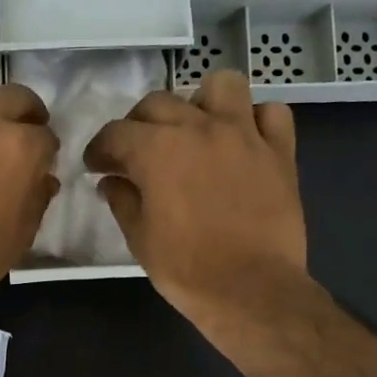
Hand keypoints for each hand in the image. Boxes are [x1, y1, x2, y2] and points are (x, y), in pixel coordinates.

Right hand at [84, 69, 307, 324]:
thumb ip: (122, 200)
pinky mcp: (279, 151)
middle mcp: (199, 127)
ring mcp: (244, 134)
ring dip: (202, 102)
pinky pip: (271, 113)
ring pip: (221, 86)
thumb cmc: (186, 268)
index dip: (100, 149)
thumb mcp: (139, 238)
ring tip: (196, 130)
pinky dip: (256, 121)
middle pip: (159, 102)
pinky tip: (244, 141)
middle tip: (137, 153)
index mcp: (157, 149)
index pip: (115, 132)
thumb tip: (112, 181)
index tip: (97, 167)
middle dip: (139, 125)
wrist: (251, 289)